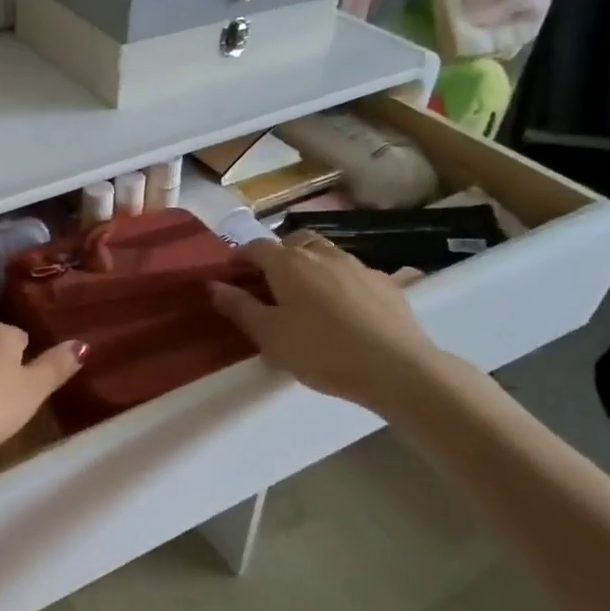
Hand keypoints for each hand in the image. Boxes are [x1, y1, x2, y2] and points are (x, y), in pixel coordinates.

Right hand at [209, 237, 447, 412]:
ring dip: (309, 264)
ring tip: (305, 293)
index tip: (231, 273)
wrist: (395, 367)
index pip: (256, 247)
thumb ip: (239, 307)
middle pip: (293, 242)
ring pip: (325, 253)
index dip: (240, 257)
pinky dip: (338, 280)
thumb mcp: (268, 335)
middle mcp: (321, 254)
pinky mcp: (385, 282)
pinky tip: (342, 306)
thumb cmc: (320, 351)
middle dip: (277, 255)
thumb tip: (214, 285)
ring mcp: (357, 265)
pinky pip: (352, 272)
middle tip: (269, 281)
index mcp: (288, 263)